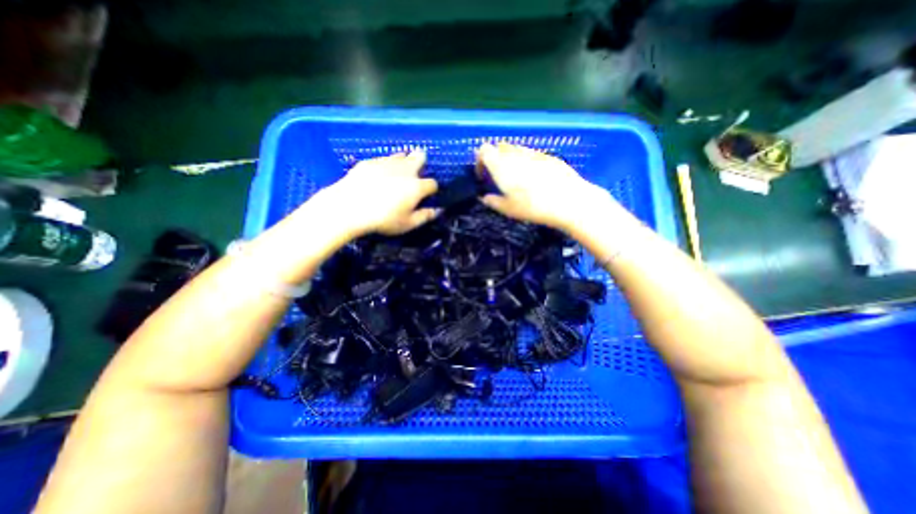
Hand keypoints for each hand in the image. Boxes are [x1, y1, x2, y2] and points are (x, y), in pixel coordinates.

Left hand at [318, 149, 438, 234]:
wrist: (349, 207)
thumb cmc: (383, 219)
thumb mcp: (407, 224)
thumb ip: (425, 217)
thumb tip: (437, 211)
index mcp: (416, 186)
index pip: (433, 183)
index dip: (432, 190)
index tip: (427, 196)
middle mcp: (405, 169)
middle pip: (420, 156)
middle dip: (421, 162)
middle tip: (415, 175)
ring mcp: (386, 162)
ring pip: (401, 155)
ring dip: (403, 162)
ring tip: (396, 175)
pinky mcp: (369, 161)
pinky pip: (382, 159)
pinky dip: (384, 166)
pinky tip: (376, 177)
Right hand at [475, 144, 610, 232]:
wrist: (568, 200)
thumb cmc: (533, 206)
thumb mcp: (508, 209)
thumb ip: (493, 202)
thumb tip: (485, 198)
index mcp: (501, 165)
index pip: (483, 150)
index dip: (480, 160)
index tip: (482, 175)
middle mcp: (515, 154)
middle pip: (499, 146)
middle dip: (495, 158)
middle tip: (498, 176)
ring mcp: (533, 152)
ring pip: (516, 149)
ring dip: (511, 159)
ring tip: (516, 177)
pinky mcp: (548, 156)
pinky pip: (531, 154)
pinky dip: (526, 161)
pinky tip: (534, 177)